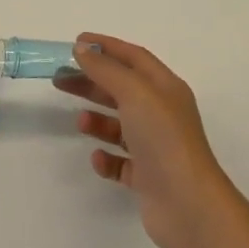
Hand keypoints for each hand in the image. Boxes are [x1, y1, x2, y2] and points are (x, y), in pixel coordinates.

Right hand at [54, 33, 236, 247]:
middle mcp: (162, 113)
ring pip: (120, 125)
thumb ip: (106, 69)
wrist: (188, 205)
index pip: (133, 57)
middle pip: (122, 89)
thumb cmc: (162, 138)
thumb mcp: (134, 93)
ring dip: (98, 120)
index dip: (105, 46)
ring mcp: (156, 147)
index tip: (75, 42)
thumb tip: (82, 49)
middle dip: (92, 82)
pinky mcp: (148, 177)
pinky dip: (107, 157)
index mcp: (165, 88)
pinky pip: (121, 161)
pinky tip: (98, 158)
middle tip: (60, 79)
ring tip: (80, 121)